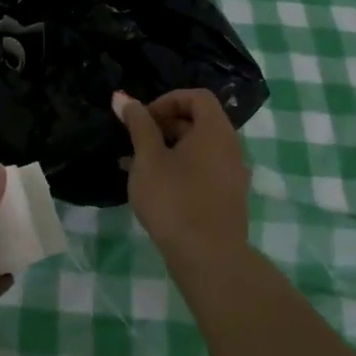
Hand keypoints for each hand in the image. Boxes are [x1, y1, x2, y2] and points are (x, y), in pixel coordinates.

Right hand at [114, 89, 250, 265]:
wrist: (209, 258)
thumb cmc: (174, 199)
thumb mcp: (148, 159)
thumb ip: (138, 125)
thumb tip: (123, 97)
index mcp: (215, 132)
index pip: (197, 97)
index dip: (167, 100)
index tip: (143, 119)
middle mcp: (230, 148)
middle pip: (199, 121)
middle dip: (164, 124)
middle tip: (136, 141)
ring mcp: (232, 175)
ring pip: (198, 148)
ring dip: (167, 148)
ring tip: (136, 164)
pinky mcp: (226, 198)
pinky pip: (202, 169)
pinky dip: (179, 168)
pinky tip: (152, 186)